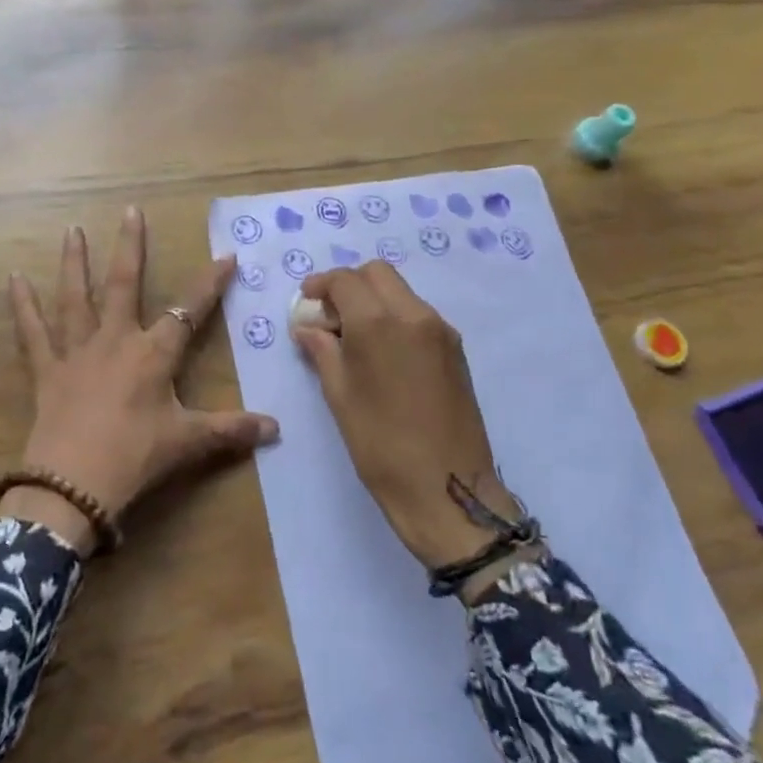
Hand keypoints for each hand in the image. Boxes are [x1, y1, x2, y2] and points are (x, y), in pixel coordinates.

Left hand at [6, 207, 279, 554]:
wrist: (73, 485)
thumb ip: (230, 430)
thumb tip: (277, 429)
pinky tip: (14, 278)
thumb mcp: (187, 443)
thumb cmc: (135, 458)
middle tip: (130, 210)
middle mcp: (115, 340)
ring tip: (72, 229)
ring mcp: (77, 351)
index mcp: (153, 354)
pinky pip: (32, 331)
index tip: (227, 255)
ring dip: (74, 262)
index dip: (210, 284)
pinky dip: (22, 305)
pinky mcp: (47, 369)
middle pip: (125, 284)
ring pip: (76, 297)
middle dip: (131, 246)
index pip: (189, 311)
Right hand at [292, 261, 522, 573]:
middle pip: (378, 274)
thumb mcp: (339, 396)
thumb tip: (308, 327)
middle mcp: (414, 314)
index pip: (345, 280)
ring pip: (401, 292)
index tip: (307, 301)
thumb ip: (322, 350)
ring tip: (354, 337)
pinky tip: (383, 352)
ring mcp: (440, 330)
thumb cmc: (380, 444)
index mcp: (378, 322)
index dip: (320, 285)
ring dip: (374, 299)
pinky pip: (418, 314)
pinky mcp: (456, 349)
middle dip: (349, 284)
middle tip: (330, 316)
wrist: (448, 488)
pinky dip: (395, 317)